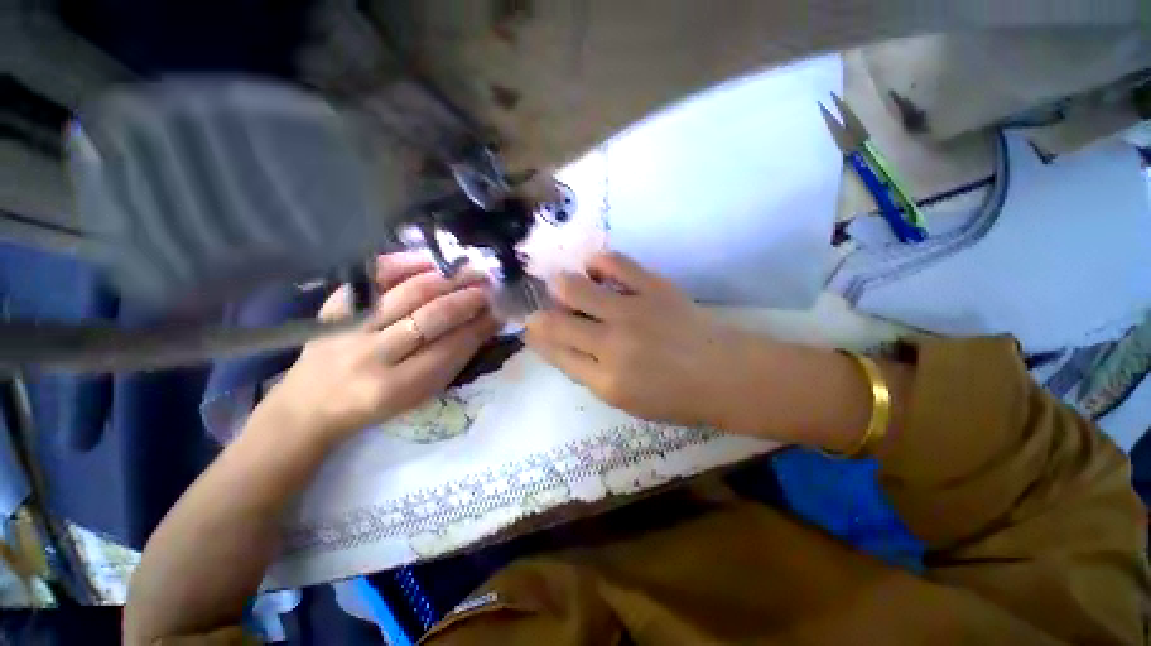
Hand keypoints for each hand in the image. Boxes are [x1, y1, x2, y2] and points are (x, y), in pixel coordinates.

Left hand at [266, 252, 500, 440]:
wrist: (311, 404)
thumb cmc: (376, 405)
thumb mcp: (419, 394)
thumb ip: (453, 359)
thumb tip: (486, 322)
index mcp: (399, 387)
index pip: (451, 348)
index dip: (480, 326)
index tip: (500, 309)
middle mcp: (373, 355)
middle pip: (432, 317)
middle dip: (467, 298)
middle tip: (490, 285)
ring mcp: (350, 328)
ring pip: (408, 293)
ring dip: (446, 279)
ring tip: (469, 270)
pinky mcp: (334, 308)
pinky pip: (372, 278)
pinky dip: (403, 264)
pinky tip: (429, 260)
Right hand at [524, 252, 766, 428]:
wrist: (727, 375)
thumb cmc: (677, 398)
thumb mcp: (627, 402)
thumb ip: (592, 375)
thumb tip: (565, 345)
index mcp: (606, 382)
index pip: (555, 353)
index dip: (536, 338)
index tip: (530, 328)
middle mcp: (611, 345)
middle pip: (555, 322)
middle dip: (540, 314)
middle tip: (544, 308)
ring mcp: (632, 312)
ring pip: (575, 288)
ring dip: (562, 285)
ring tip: (566, 285)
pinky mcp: (653, 288)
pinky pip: (615, 263)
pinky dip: (599, 262)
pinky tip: (596, 268)